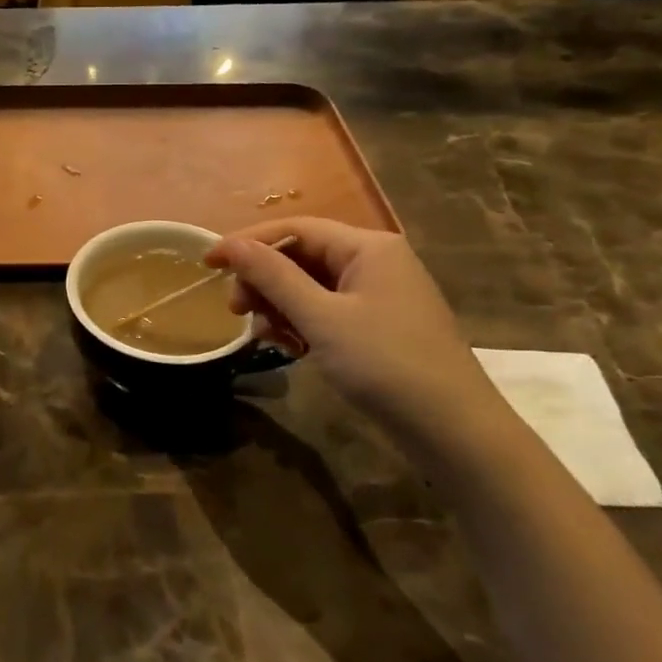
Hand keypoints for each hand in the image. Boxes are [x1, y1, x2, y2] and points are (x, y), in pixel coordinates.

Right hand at [207, 219, 505, 437]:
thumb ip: (273, 277)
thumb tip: (229, 244)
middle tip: (236, 312)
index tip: (207, 264)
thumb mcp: (321, 318)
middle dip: (264, 281)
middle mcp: (375, 262)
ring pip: (311, 287)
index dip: (247, 242)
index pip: (295, 228)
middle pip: (302, 256)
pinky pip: (327, 311)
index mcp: (368, 247)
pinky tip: (292, 349)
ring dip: (281, 307)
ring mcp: (379, 295)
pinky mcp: (379, 326)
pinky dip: (303, 325)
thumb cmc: (385, 365)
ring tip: (268, 337)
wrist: (454, 432)